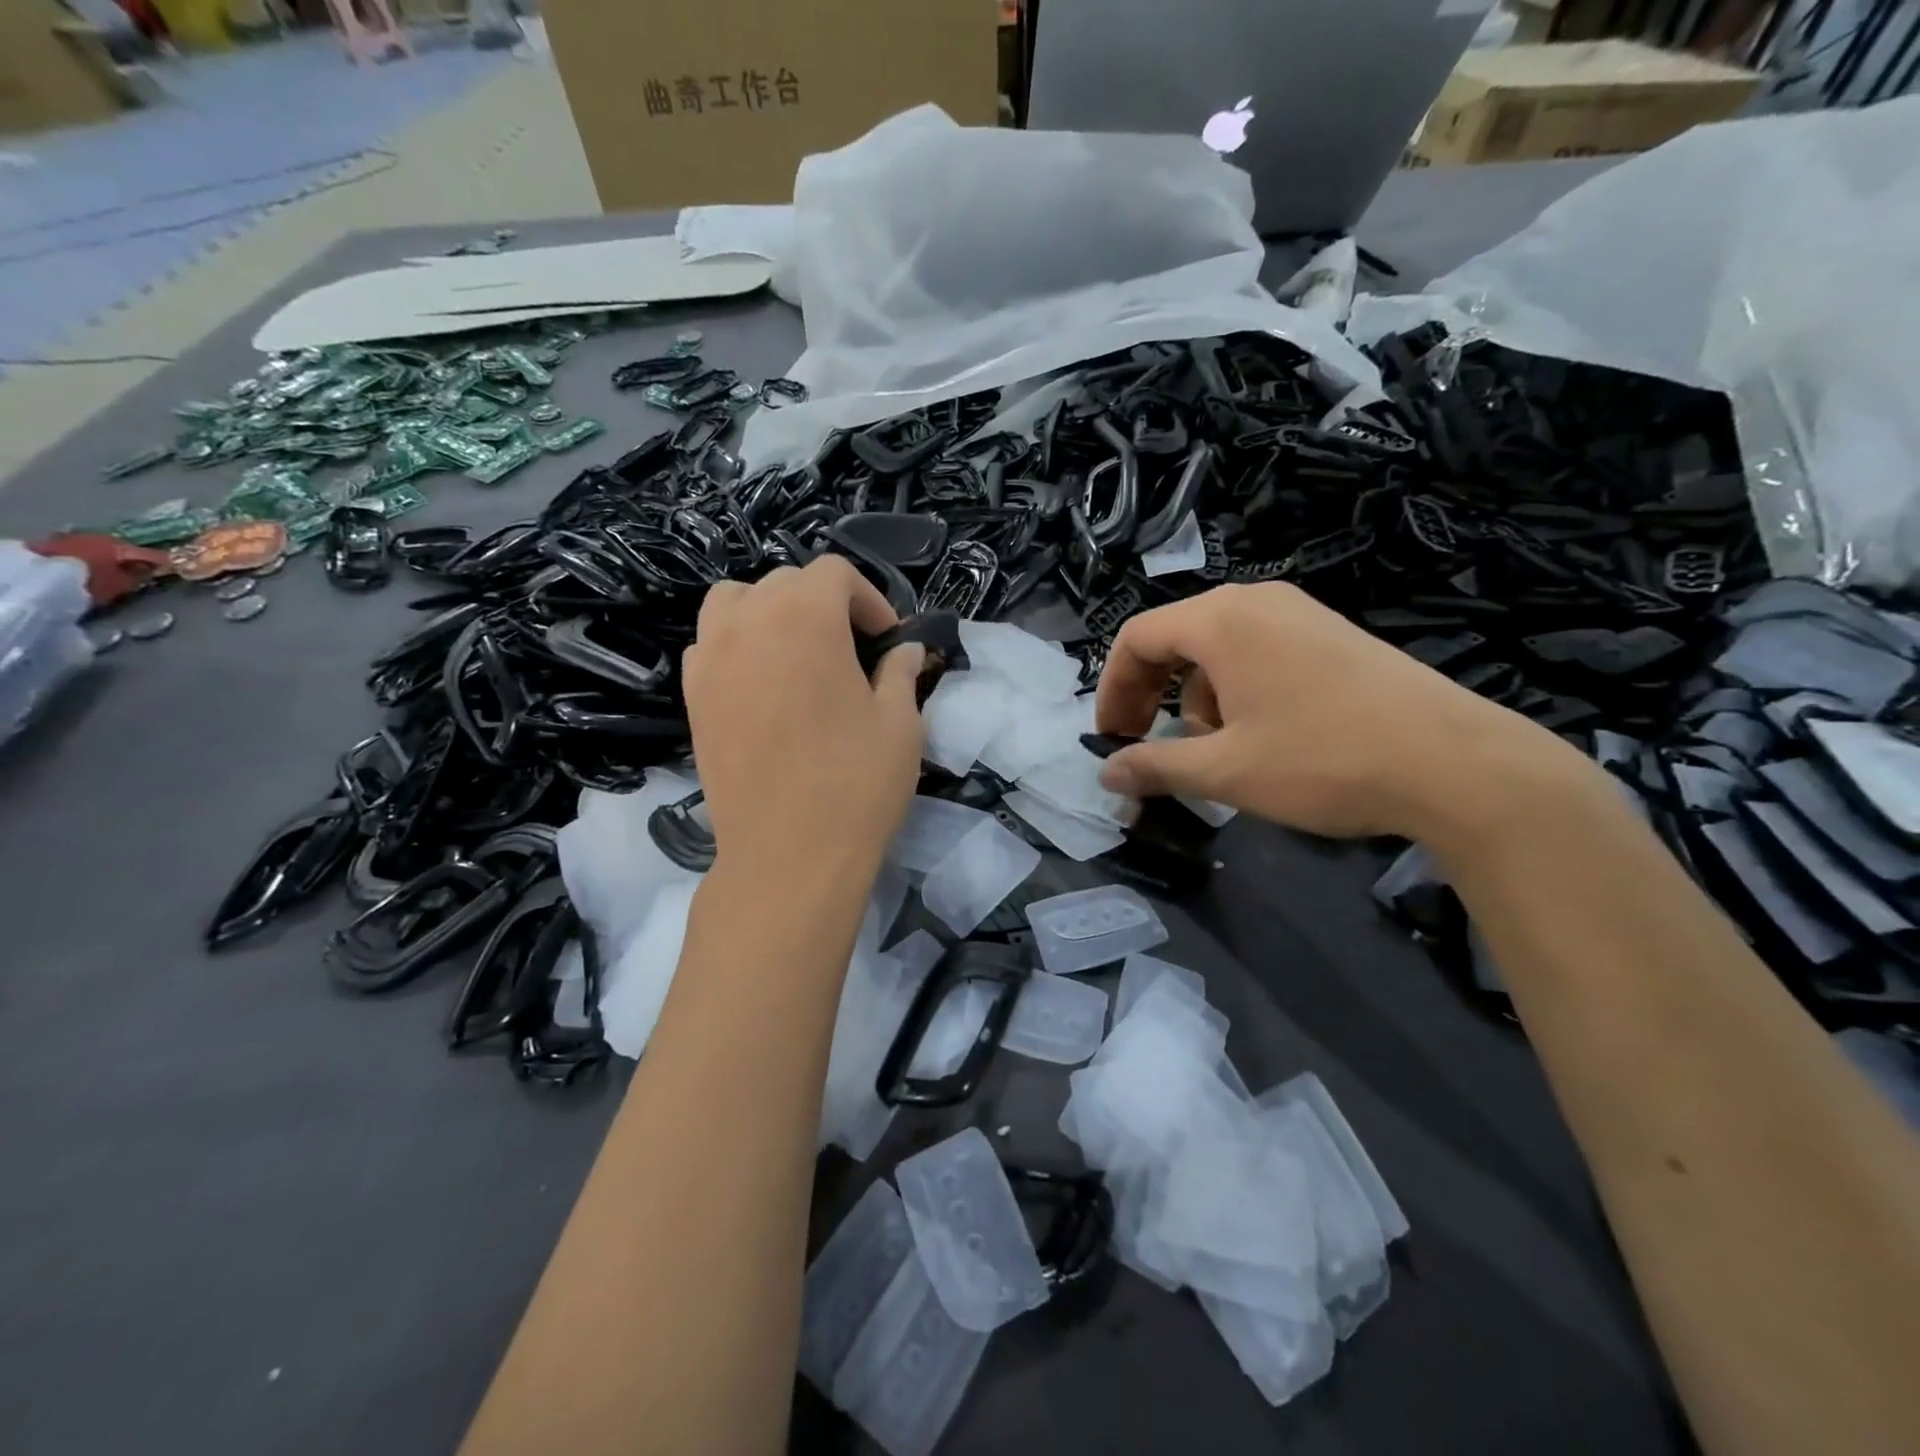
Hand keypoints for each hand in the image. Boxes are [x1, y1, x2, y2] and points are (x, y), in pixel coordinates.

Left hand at [683, 557, 926, 885]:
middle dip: (825, 604)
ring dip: (771, 613)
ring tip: (798, 654)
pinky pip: (710, 645)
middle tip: (853, 650)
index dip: (869, 600)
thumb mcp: (901, 724)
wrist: (788, 857)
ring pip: (735, 603)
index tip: (888, 640)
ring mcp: (711, 660)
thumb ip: (902, 672)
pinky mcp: (692, 697)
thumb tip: (906, 650)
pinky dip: (736, 646)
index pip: (834, 574)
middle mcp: (748, 623)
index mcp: (805, 618)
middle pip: (785, 583)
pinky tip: (762, 685)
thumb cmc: (855, 785)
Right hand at [1093, 583, 1578, 840]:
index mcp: (1221, 619)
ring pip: (1218, 649)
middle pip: (1176, 639)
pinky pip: (1260, 652)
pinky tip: (1262, 735)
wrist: (1457, 764)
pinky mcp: (1333, 635)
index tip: (1112, 739)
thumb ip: (1155, 766)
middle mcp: (1257, 601)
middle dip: (1152, 695)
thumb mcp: (1225, 770)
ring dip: (1196, 699)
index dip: (1112, 690)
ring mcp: (1301, 613)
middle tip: (1150, 746)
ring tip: (1215, 750)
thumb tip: (1107, 772)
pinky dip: (1237, 691)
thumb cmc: (1322, 760)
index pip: (1136, 638)